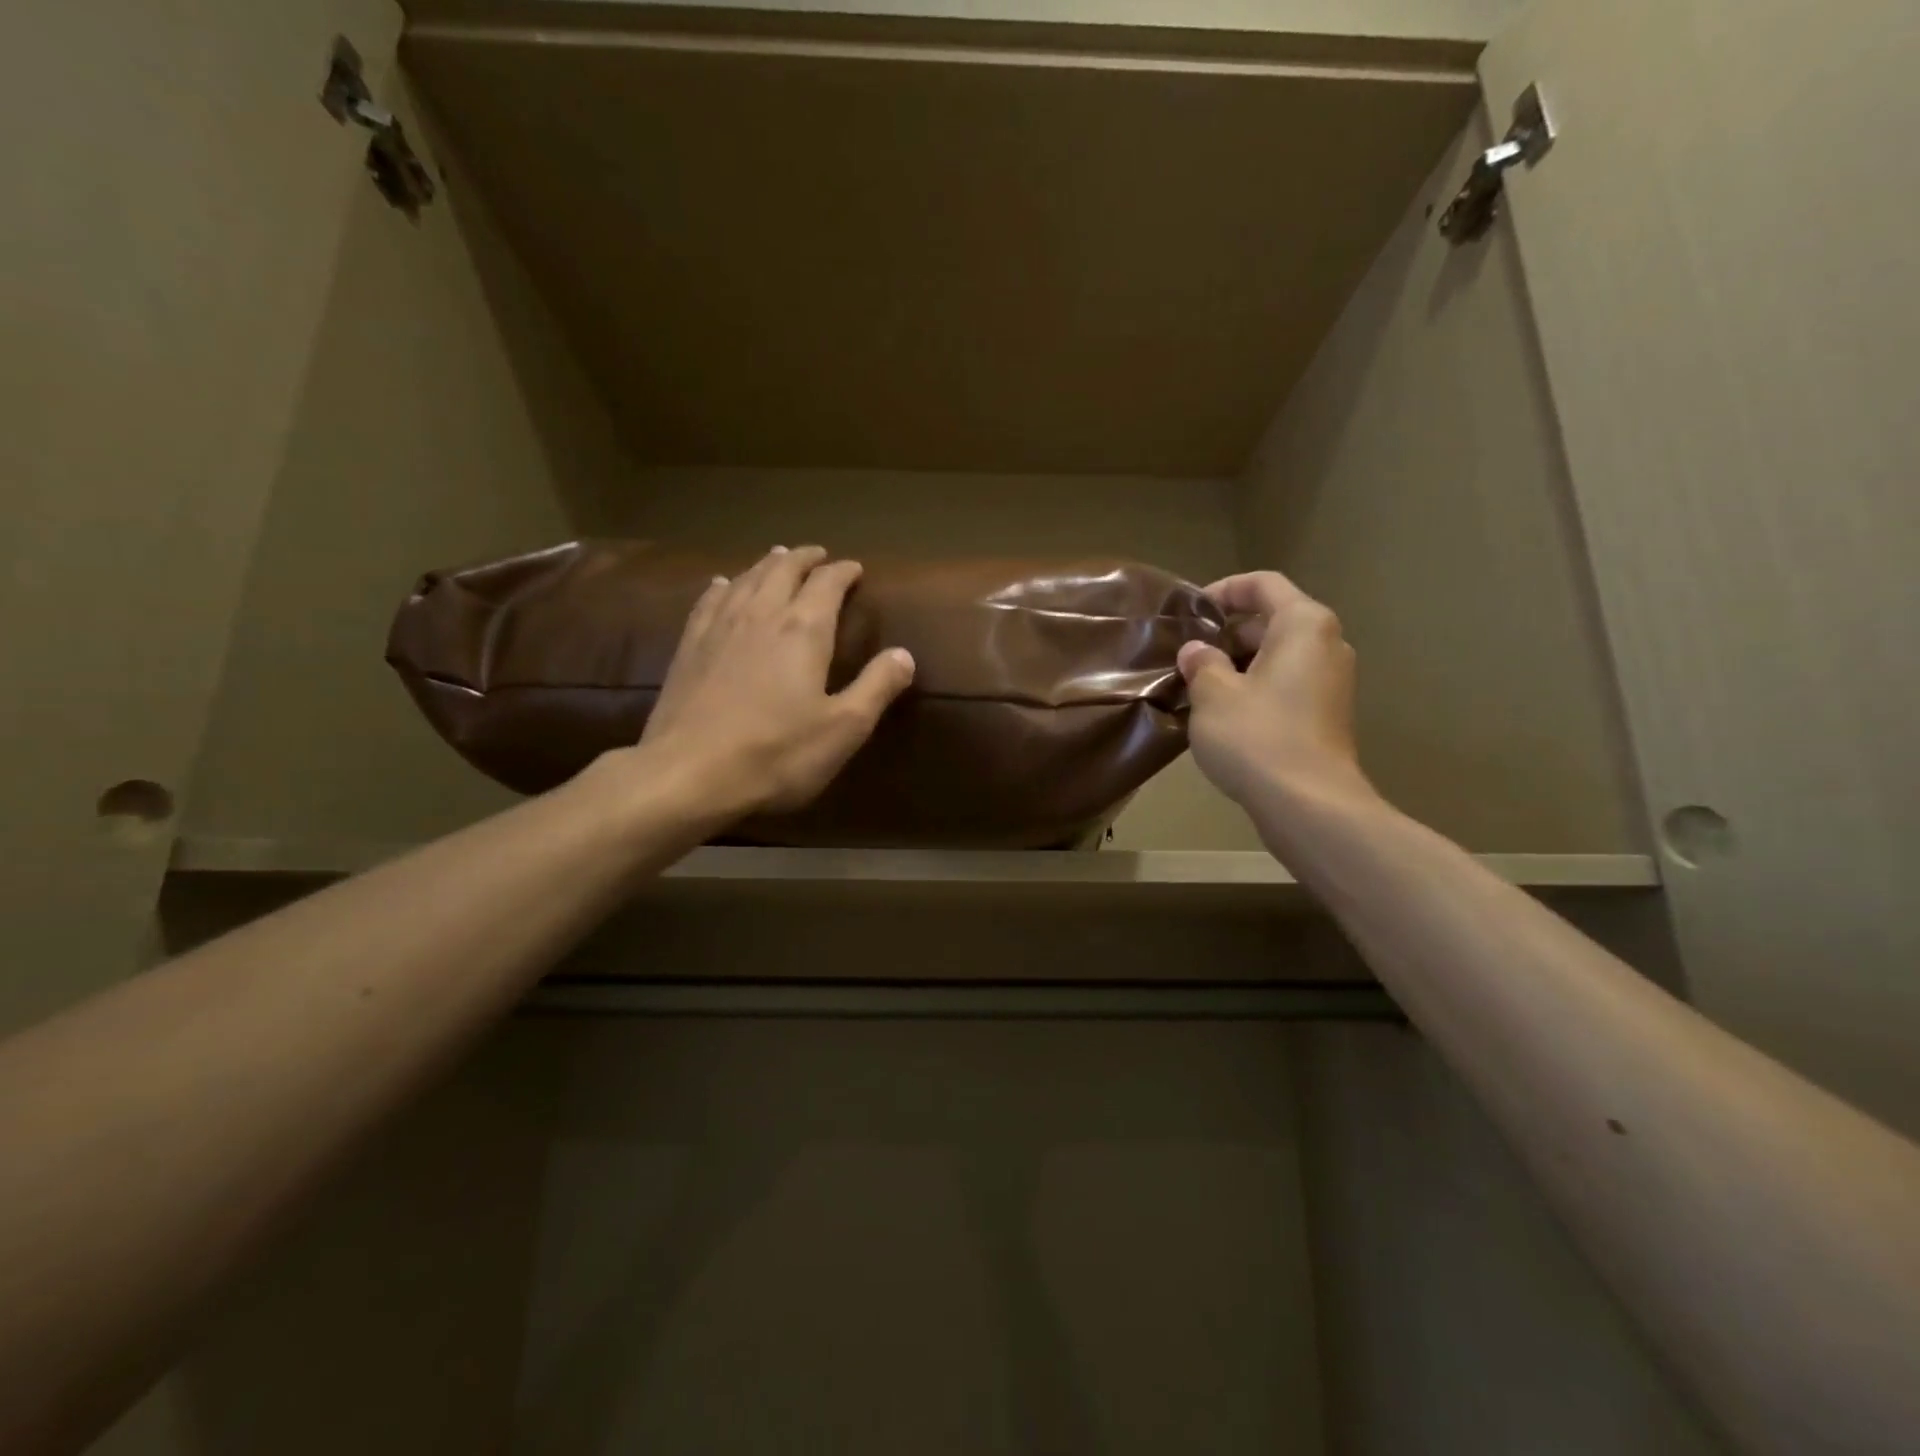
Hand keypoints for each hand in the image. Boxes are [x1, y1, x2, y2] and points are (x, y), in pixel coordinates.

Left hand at [631, 546, 914, 820]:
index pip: (827, 584)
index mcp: (803, 630)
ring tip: (778, 558)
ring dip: (767, 564)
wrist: (688, 774)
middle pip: (783, 570)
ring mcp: (719, 627)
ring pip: (746, 579)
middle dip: (805, 558)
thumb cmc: (776, 754)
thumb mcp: (843, 729)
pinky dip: (724, 585)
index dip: (843, 572)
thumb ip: (876, 687)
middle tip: (819, 555)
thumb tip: (904, 654)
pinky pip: (710, 600)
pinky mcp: (689, 646)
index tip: (855, 568)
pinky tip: (723, 584)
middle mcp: (761, 614)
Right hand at [1176, 571, 1375, 815]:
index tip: (1191, 611)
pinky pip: (1287, 684)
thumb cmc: (1257, 736)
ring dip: (1239, 664)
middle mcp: (1327, 644)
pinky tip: (1224, 713)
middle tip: (1188, 653)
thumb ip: (1202, 663)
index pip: (1263, 584)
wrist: (1308, 805)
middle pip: (1273, 620)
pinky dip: (1256, 687)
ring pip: (1278, 656)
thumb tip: (1197, 651)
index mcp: (1303, 625)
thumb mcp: (1213, 694)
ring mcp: (1332, 682)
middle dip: (1228, 632)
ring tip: (1199, 685)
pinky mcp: (1327, 714)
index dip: (1224, 590)